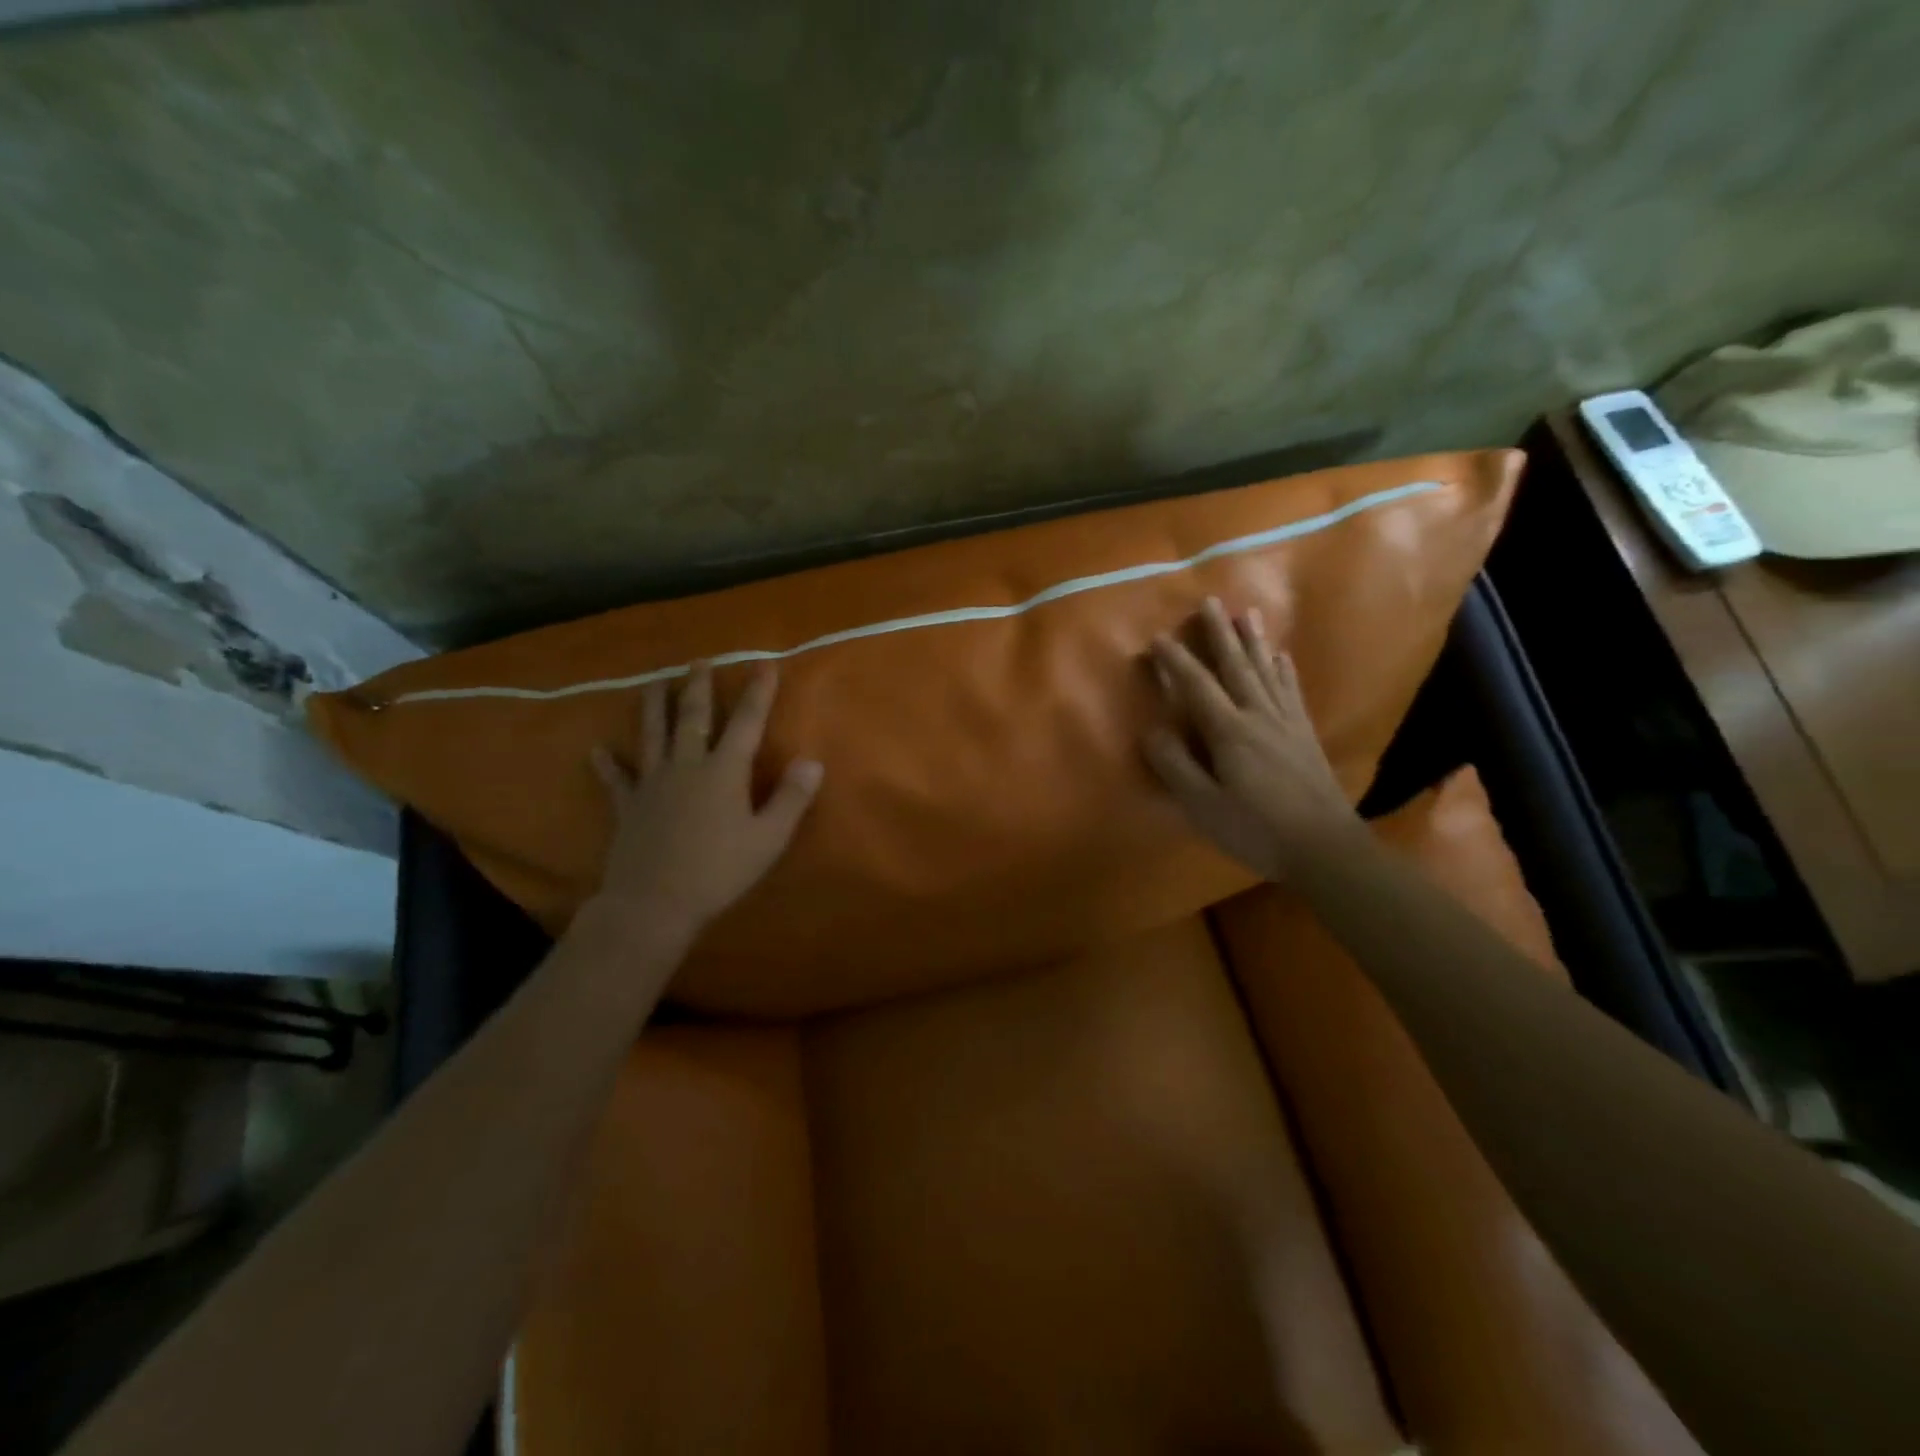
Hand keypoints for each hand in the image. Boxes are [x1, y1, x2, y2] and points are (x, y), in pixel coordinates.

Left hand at [588, 663, 822, 939]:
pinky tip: (597, 751)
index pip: (746, 722)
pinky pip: (616, 779)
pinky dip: (607, 764)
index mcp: (724, 771)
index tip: (764, 664)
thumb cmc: (719, 871)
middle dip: (699, 687)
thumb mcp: (768, 839)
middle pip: (693, 717)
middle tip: (699, 662)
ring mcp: (652, 784)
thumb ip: (791, 798)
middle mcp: (686, 766)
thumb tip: (813, 761)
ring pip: (653, 735)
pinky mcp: (628, 806)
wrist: (653, 903)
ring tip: (654, 683)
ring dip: (654, 706)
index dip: (757, 693)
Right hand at [1143, 596, 1364, 878]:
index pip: (1196, 686)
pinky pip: (1291, 690)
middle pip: (1235, 666)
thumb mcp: (1203, 805)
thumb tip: (1151, 729)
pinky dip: (1283, 669)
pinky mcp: (1304, 733)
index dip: (1175, 661)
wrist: (1324, 847)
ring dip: (1253, 640)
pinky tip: (1281, 656)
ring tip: (1246, 612)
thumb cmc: (1255, 829)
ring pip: (1265, 670)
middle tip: (1209, 601)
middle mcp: (1258, 715)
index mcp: (1229, 731)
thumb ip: (1175, 765)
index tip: (1158, 637)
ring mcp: (1286, 722)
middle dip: (1220, 633)